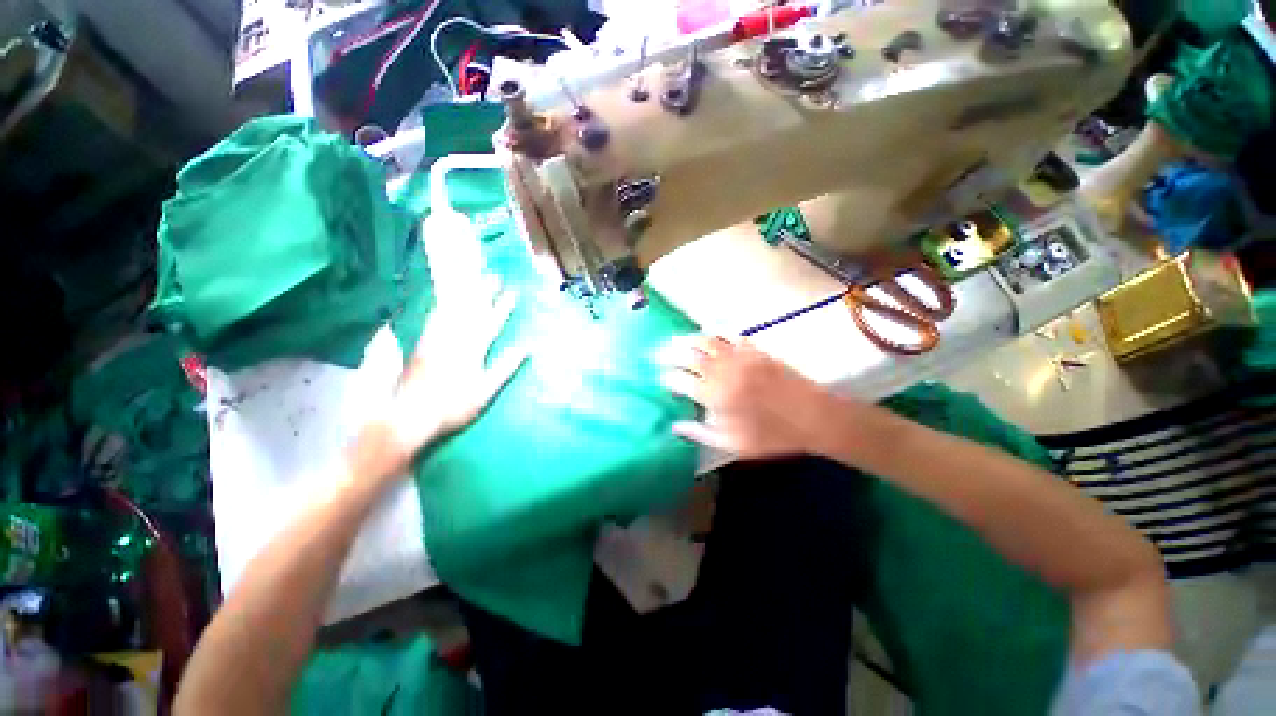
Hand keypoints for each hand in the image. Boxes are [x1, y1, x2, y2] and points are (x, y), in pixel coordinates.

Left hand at [390, 274, 527, 452]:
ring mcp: (435, 340)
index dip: (503, 307)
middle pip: (471, 310)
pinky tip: (443, 300)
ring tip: (470, 280)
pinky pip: (434, 318)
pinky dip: (441, 305)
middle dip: (484, 292)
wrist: (409, 415)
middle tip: (493, 275)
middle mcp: (453, 339)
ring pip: (452, 310)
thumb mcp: (486, 390)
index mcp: (472, 350)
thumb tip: (527, 347)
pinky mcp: (421, 344)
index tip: (513, 291)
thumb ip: (506, 367)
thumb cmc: (453, 406)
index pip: (491, 323)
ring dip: (464, 294)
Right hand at [657, 335, 844, 459]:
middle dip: (669, 353)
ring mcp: (738, 357)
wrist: (812, 416)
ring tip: (677, 340)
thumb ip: (699, 433)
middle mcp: (721, 370)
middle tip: (659, 353)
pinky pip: (729, 336)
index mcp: (713, 395)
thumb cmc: (771, 435)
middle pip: (688, 355)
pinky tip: (709, 336)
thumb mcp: (732, 444)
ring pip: (705, 340)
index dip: (666, 379)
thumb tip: (674, 426)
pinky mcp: (754, 350)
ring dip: (688, 339)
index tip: (661, 380)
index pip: (679, 380)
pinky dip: (714, 334)